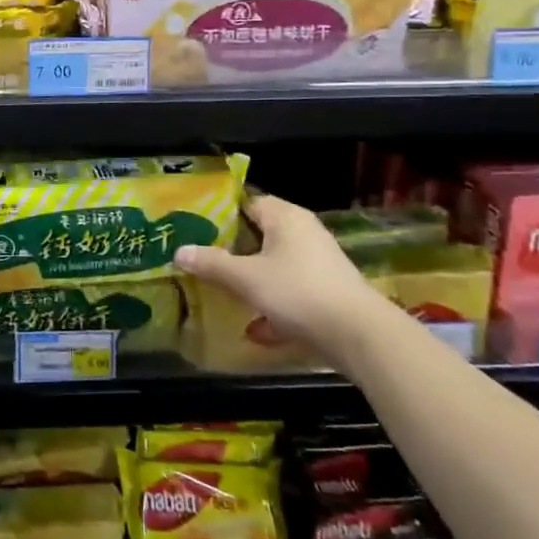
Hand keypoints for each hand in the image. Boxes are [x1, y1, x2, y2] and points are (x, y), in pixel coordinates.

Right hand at [174, 193, 387, 355]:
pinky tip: (255, 330)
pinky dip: (273, 307)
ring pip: (275, 266)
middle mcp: (304, 233)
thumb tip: (178, 252)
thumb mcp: (246, 278)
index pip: (248, 202)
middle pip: (260, 235)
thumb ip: (212, 264)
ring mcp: (319, 264)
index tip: (196, 228)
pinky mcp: (328, 293)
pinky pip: (291, 292)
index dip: (221, 214)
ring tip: (222, 293)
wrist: (360, 337)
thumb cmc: (298, 292)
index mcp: (285, 217)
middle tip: (203, 260)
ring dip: (252, 281)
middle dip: (233, 250)